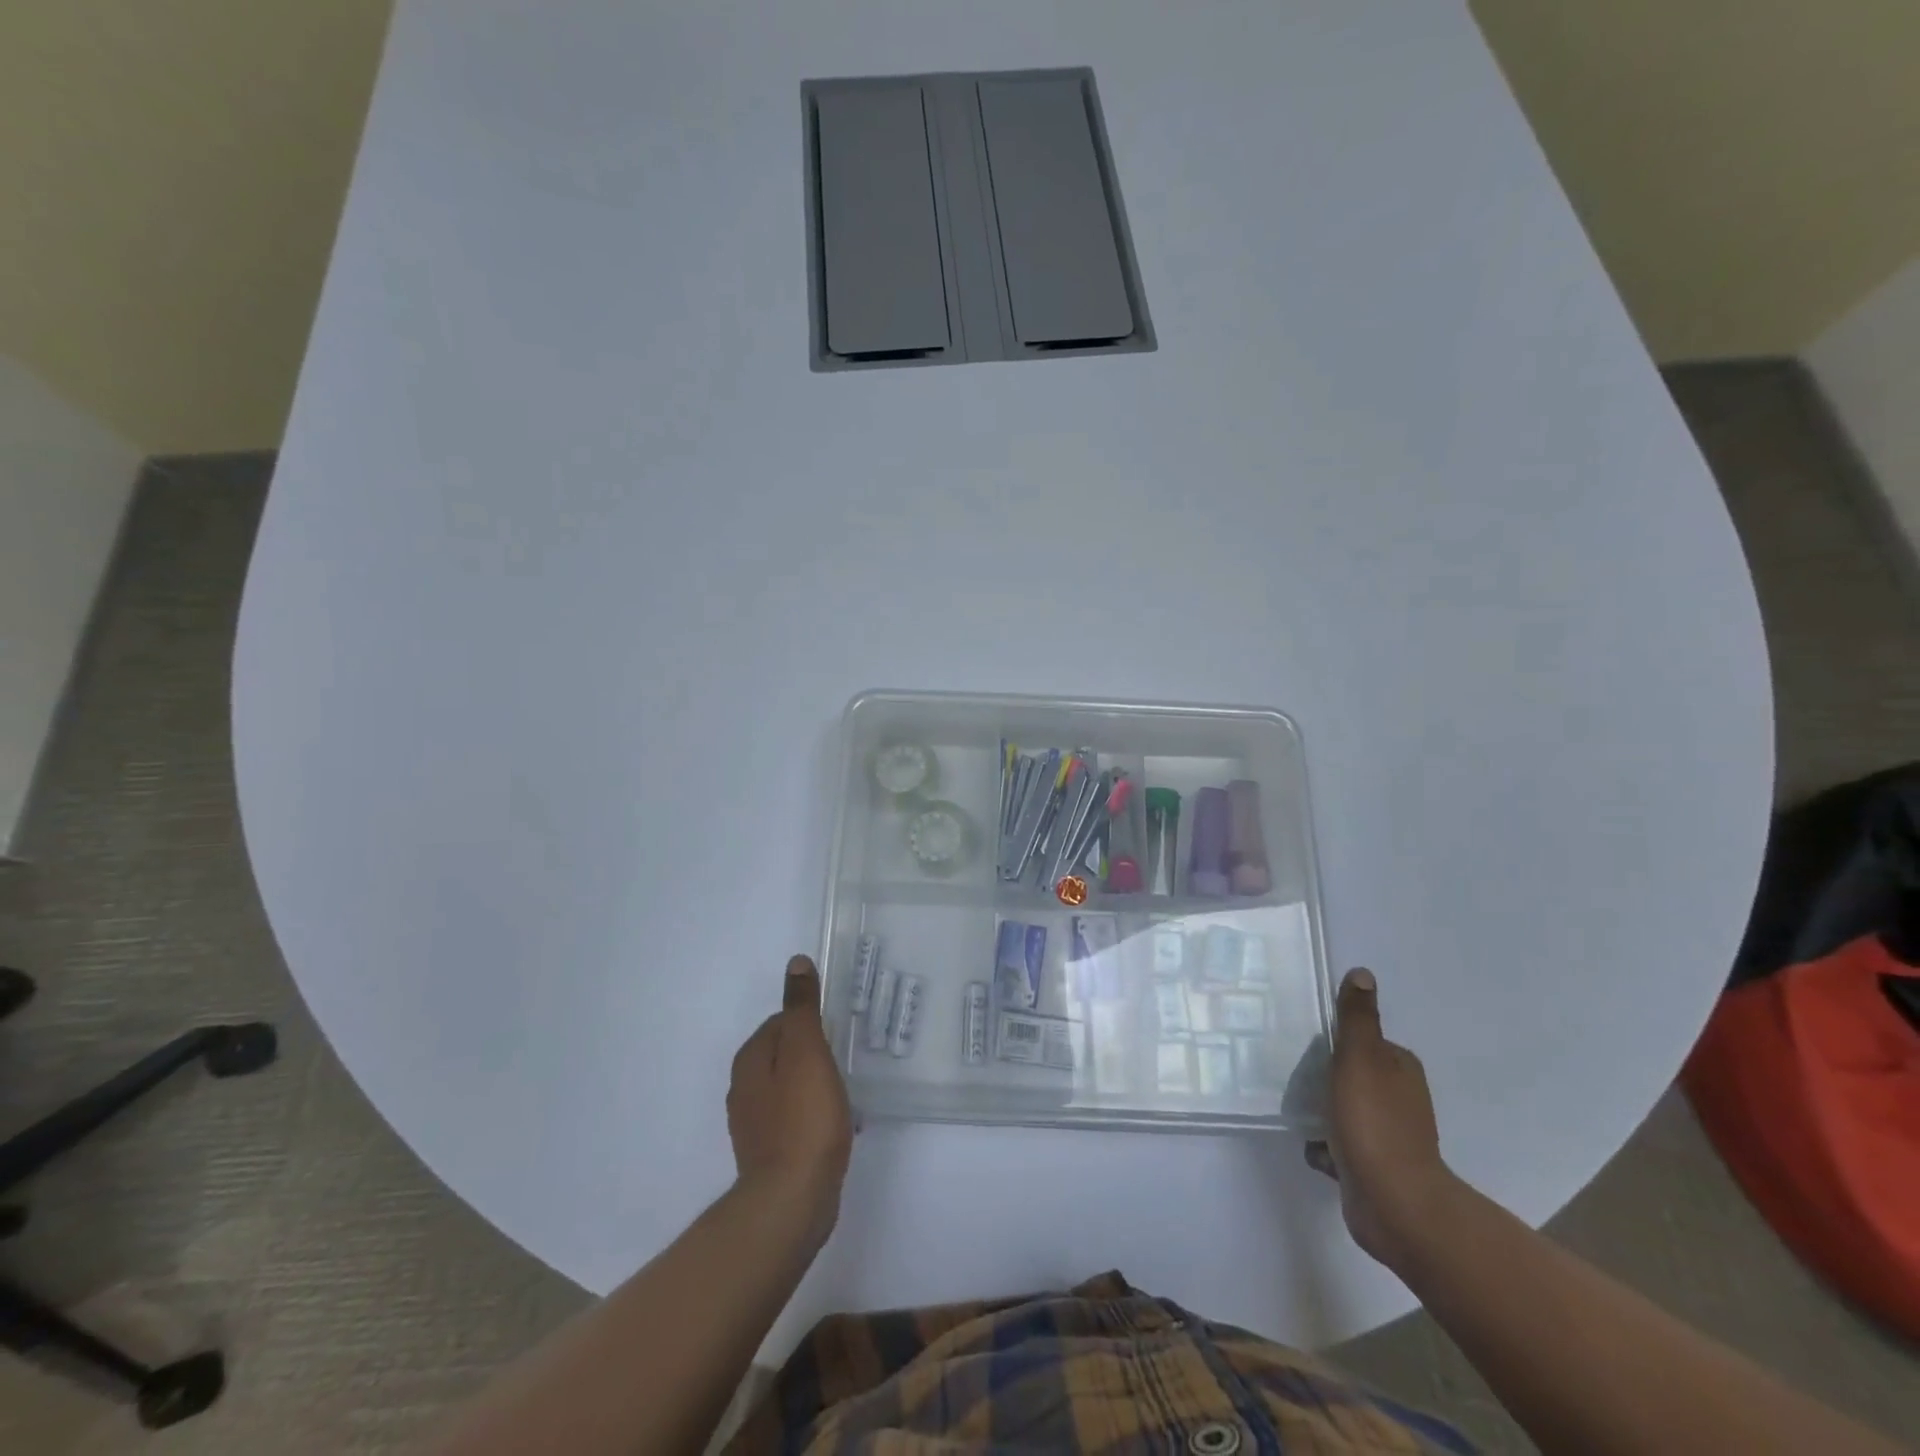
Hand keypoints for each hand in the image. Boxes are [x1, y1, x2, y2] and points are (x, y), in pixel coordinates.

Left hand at [726, 956, 852, 1247]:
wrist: (791, 1202)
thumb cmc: (804, 1119)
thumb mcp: (807, 1052)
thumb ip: (802, 1008)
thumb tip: (796, 962)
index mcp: (751, 1060)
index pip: (780, 1022)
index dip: (811, 1023)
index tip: (837, 1032)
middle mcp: (744, 1088)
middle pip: (784, 1054)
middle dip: (814, 1053)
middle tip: (845, 1060)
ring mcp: (754, 1124)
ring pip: (790, 1087)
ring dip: (816, 1085)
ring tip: (846, 1092)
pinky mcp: (768, 1152)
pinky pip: (794, 1119)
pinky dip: (814, 1115)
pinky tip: (837, 1126)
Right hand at [1306, 968, 1457, 1268]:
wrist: (1395, 1205)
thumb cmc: (1374, 1122)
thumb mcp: (1359, 1058)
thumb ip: (1356, 1018)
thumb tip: (1362, 972)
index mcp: (1400, 1068)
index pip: (1361, 1042)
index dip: (1334, 1043)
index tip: (1306, 1046)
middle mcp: (1399, 1099)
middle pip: (1350, 1075)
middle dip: (1322, 1078)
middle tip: (1292, 1077)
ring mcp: (1388, 1136)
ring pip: (1342, 1110)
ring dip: (1320, 1112)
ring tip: (1297, 1111)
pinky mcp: (1374, 1168)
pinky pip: (1340, 1145)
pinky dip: (1325, 1146)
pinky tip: (1313, 1148)